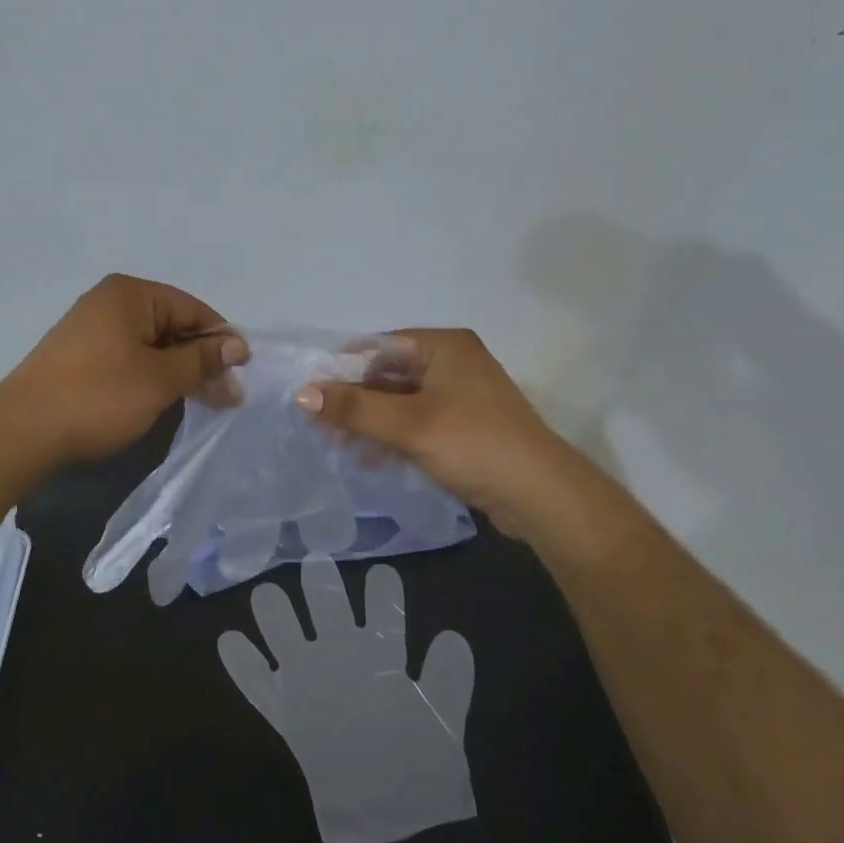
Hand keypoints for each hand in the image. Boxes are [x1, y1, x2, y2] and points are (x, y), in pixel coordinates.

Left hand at [0, 275, 249, 465]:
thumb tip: (237, 345)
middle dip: (201, 360)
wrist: (22, 432)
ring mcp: (91, 329)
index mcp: (130, 294)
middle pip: (172, 326)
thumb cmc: (98, 397)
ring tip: (205, 402)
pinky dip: (151, 376)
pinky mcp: (80, 356)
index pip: (192, 308)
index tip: (242, 374)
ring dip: (179, 372)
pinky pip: (129, 358)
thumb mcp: (160, 379)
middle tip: (228, 398)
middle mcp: (110, 302)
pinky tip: (166, 399)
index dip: (221, 340)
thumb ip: (202, 359)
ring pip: (152, 346)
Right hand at [218, 555, 475, 842]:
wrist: (392, 825)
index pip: (382, 613)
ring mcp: (310, 682)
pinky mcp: (286, 713)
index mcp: (382, 657)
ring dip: (276, 616)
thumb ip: (449, 681)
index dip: (383, 592)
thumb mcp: (443, 724)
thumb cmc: (421, 769)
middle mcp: (342, 658)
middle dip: (322, 586)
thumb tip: (451, 635)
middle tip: (317, 564)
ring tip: (268, 595)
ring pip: (286, 635)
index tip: (382, 574)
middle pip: (327, 609)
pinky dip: (242, 665)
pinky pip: (257, 685)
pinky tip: (229, 640)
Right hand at [293, 329, 575, 537]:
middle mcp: (453, 363)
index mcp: (445, 346)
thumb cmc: (474, 444)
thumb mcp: (409, 424)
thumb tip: (302, 393)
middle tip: (319, 427)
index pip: (379, 346)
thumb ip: (355, 408)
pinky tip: (369, 459)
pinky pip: (416, 423)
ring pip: (400, 402)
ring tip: (338, 447)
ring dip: (370, 423)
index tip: (310, 394)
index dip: (343, 368)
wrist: (541, 496)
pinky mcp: (463, 427)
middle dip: (354, 401)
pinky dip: (392, 437)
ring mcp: (460, 397)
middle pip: (388, 374)